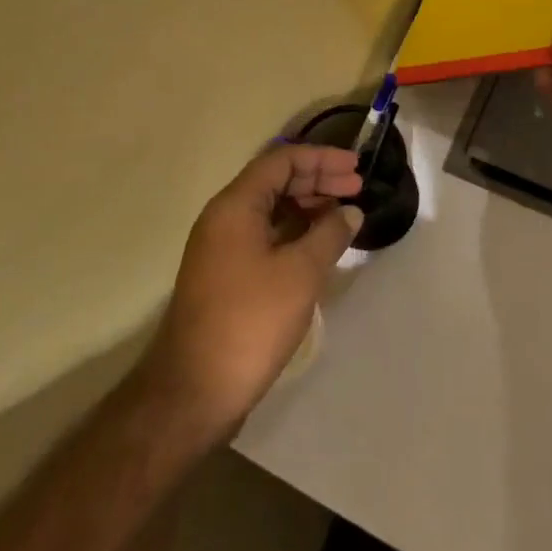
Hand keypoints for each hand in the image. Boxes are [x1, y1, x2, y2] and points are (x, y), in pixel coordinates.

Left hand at [142, 143, 364, 440]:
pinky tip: (320, 245)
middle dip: (318, 180)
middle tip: (357, 188)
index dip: (322, 159)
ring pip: (271, 209)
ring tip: (345, 215)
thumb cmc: (250, 321)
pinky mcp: (226, 274)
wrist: (193, 391)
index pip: (282, 160)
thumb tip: (351, 211)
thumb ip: (330, 234)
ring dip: (308, 206)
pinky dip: (295, 231)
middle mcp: (224, 217)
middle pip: (276, 181)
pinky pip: (265, 235)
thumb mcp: (300, 273)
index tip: (356, 168)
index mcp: (236, 205)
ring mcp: (222, 247)